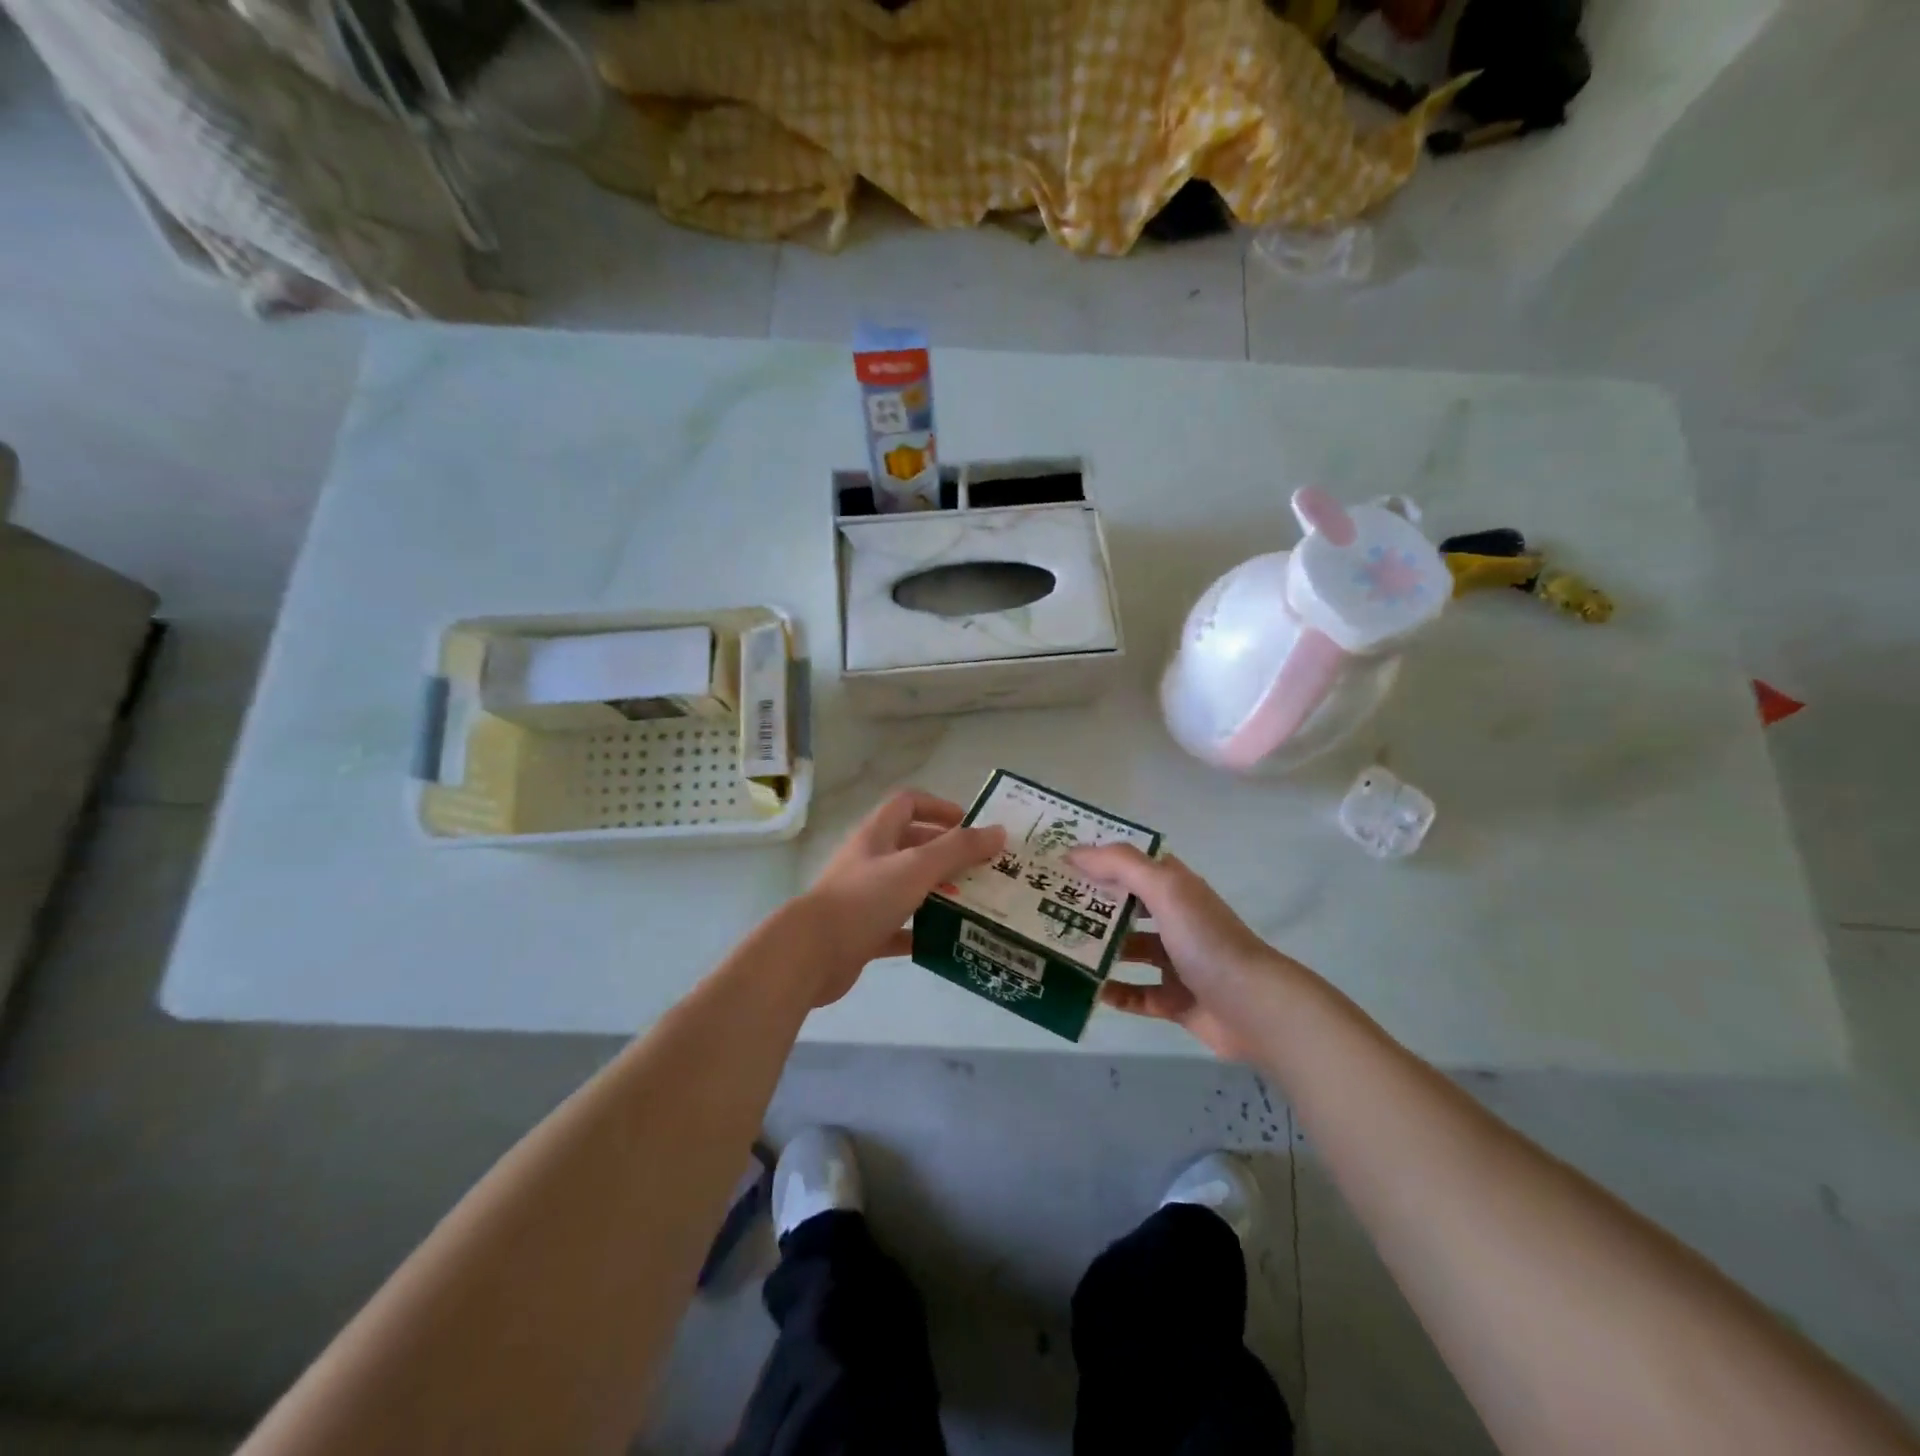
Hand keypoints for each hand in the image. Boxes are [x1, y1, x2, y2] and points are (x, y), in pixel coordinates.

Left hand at [801, 790, 1005, 1005]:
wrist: (811, 954)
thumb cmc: (864, 899)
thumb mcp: (916, 867)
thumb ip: (958, 849)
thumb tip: (998, 831)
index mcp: (877, 835)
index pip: (908, 804)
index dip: (939, 807)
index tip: (970, 825)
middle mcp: (870, 860)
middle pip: (911, 845)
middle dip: (946, 853)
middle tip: (981, 868)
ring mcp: (864, 897)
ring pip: (908, 887)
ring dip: (938, 892)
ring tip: (974, 902)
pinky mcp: (863, 932)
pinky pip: (899, 927)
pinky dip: (922, 931)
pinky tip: (947, 940)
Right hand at [1068, 845, 1295, 1059]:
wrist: (1255, 1008)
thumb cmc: (1206, 941)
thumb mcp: (1165, 889)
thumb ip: (1121, 865)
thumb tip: (1073, 851)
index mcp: (1175, 888)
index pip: (1130, 865)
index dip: (1097, 860)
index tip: (1057, 862)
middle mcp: (1175, 920)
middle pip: (1126, 907)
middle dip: (1091, 906)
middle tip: (1046, 908)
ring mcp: (1176, 962)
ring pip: (1128, 951)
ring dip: (1099, 950)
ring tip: (1060, 949)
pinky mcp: (1175, 1000)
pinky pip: (1136, 994)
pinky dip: (1115, 992)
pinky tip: (1088, 991)